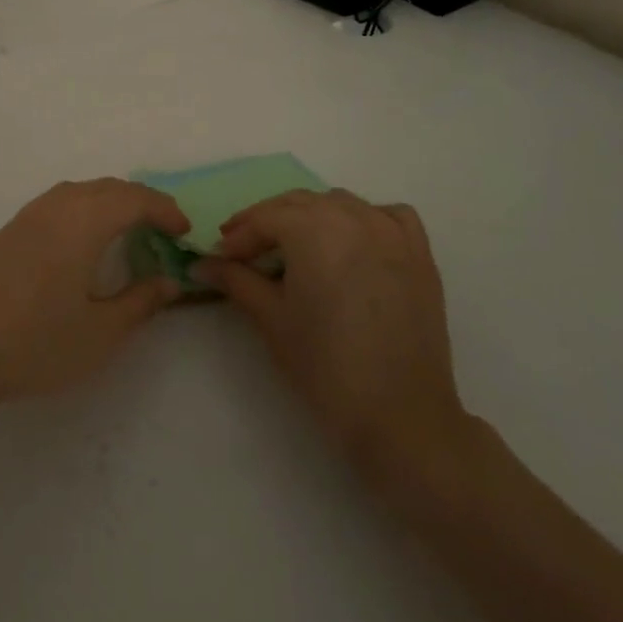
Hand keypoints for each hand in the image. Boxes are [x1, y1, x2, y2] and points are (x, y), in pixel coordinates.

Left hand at [0, 179, 188, 410]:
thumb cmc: (35, 342)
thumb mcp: (100, 332)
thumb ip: (141, 302)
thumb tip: (169, 281)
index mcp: (85, 220)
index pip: (136, 198)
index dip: (165, 210)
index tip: (184, 232)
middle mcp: (59, 204)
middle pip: (110, 187)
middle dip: (142, 201)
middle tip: (164, 230)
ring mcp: (31, 213)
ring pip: (84, 190)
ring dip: (113, 201)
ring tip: (130, 231)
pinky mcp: (12, 227)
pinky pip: (62, 200)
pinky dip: (87, 207)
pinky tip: (85, 239)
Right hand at [194, 189, 475, 488]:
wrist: (402, 417)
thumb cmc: (326, 367)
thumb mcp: (271, 319)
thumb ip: (236, 280)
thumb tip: (202, 264)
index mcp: (313, 228)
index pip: (264, 218)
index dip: (238, 236)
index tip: (220, 256)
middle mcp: (352, 216)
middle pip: (298, 203)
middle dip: (269, 222)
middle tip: (246, 250)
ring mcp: (391, 231)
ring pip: (340, 203)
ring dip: (312, 217)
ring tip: (296, 248)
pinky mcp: (420, 253)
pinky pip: (388, 215)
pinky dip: (366, 218)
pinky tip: (354, 241)